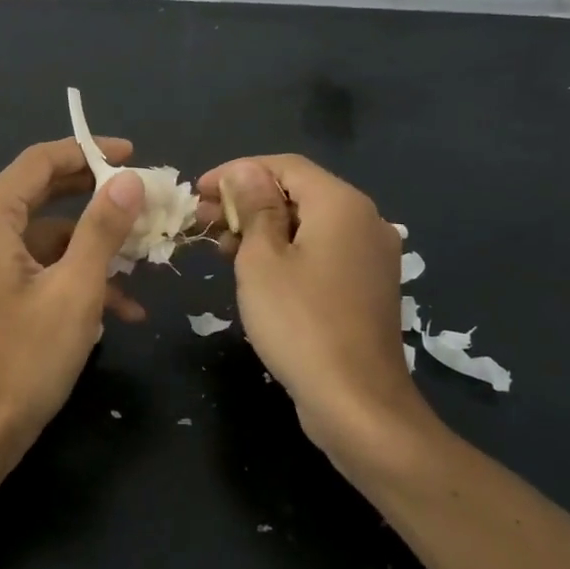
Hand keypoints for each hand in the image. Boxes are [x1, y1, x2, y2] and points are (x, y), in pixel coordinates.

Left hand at [0, 137, 145, 481]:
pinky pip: (33, 265)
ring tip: (144, 265)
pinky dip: (71, 276)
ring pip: (44, 235)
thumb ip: (103, 229)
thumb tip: (130, 181)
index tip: (132, 154)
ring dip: (93, 249)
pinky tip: (121, 308)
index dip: (88, 152)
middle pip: (41, 194)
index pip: (39, 162)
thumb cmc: (25, 360)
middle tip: (143, 199)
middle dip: (96, 200)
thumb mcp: (76, 290)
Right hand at [197, 155, 426, 460]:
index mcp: (342, 204)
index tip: (198, 190)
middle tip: (202, 219)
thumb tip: (245, 171)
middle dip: (247, 201)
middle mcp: (365, 220)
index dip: (237, 171)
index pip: (285, 166)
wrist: (356, 402)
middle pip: (299, 192)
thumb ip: (254, 207)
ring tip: (220, 246)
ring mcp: (371, 256)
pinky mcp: (367, 286)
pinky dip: (287, 251)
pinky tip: (255, 270)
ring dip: (264, 228)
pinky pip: (322, 251)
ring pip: (309, 224)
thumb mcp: (262, 260)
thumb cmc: (299, 323)